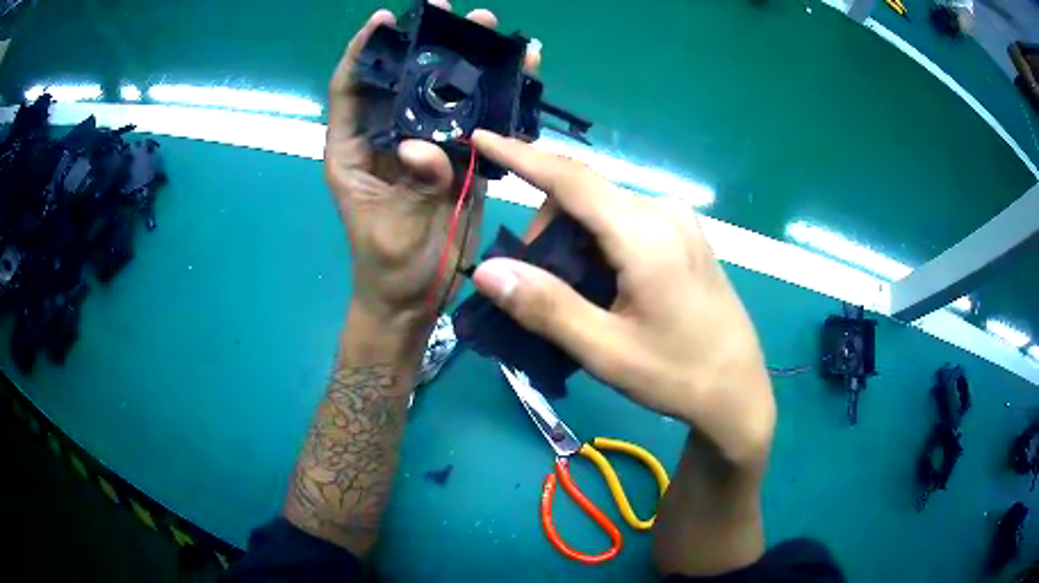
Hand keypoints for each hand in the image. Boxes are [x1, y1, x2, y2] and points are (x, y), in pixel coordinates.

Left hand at [324, 3, 538, 329]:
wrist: (416, 297)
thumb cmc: (388, 266)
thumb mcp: (391, 229)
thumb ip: (410, 185)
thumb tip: (424, 146)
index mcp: (354, 150)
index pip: (350, 89)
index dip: (364, 51)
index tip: (384, 20)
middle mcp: (387, 138)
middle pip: (403, 81)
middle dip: (426, 43)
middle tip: (454, 12)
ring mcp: (426, 146)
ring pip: (443, 95)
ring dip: (468, 64)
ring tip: (495, 33)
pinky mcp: (458, 159)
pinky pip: (475, 123)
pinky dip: (496, 102)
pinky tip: (520, 77)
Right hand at [470, 131, 774, 465]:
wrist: (738, 391)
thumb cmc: (677, 375)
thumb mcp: (606, 350)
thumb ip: (545, 306)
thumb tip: (485, 271)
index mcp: (645, 233)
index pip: (570, 179)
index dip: (520, 155)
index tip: (480, 138)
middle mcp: (663, 211)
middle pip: (582, 198)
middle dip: (547, 233)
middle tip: (539, 291)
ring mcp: (678, 221)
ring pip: (602, 212)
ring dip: (572, 243)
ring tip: (576, 299)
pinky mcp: (684, 235)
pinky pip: (625, 224)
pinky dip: (598, 246)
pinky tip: (604, 289)